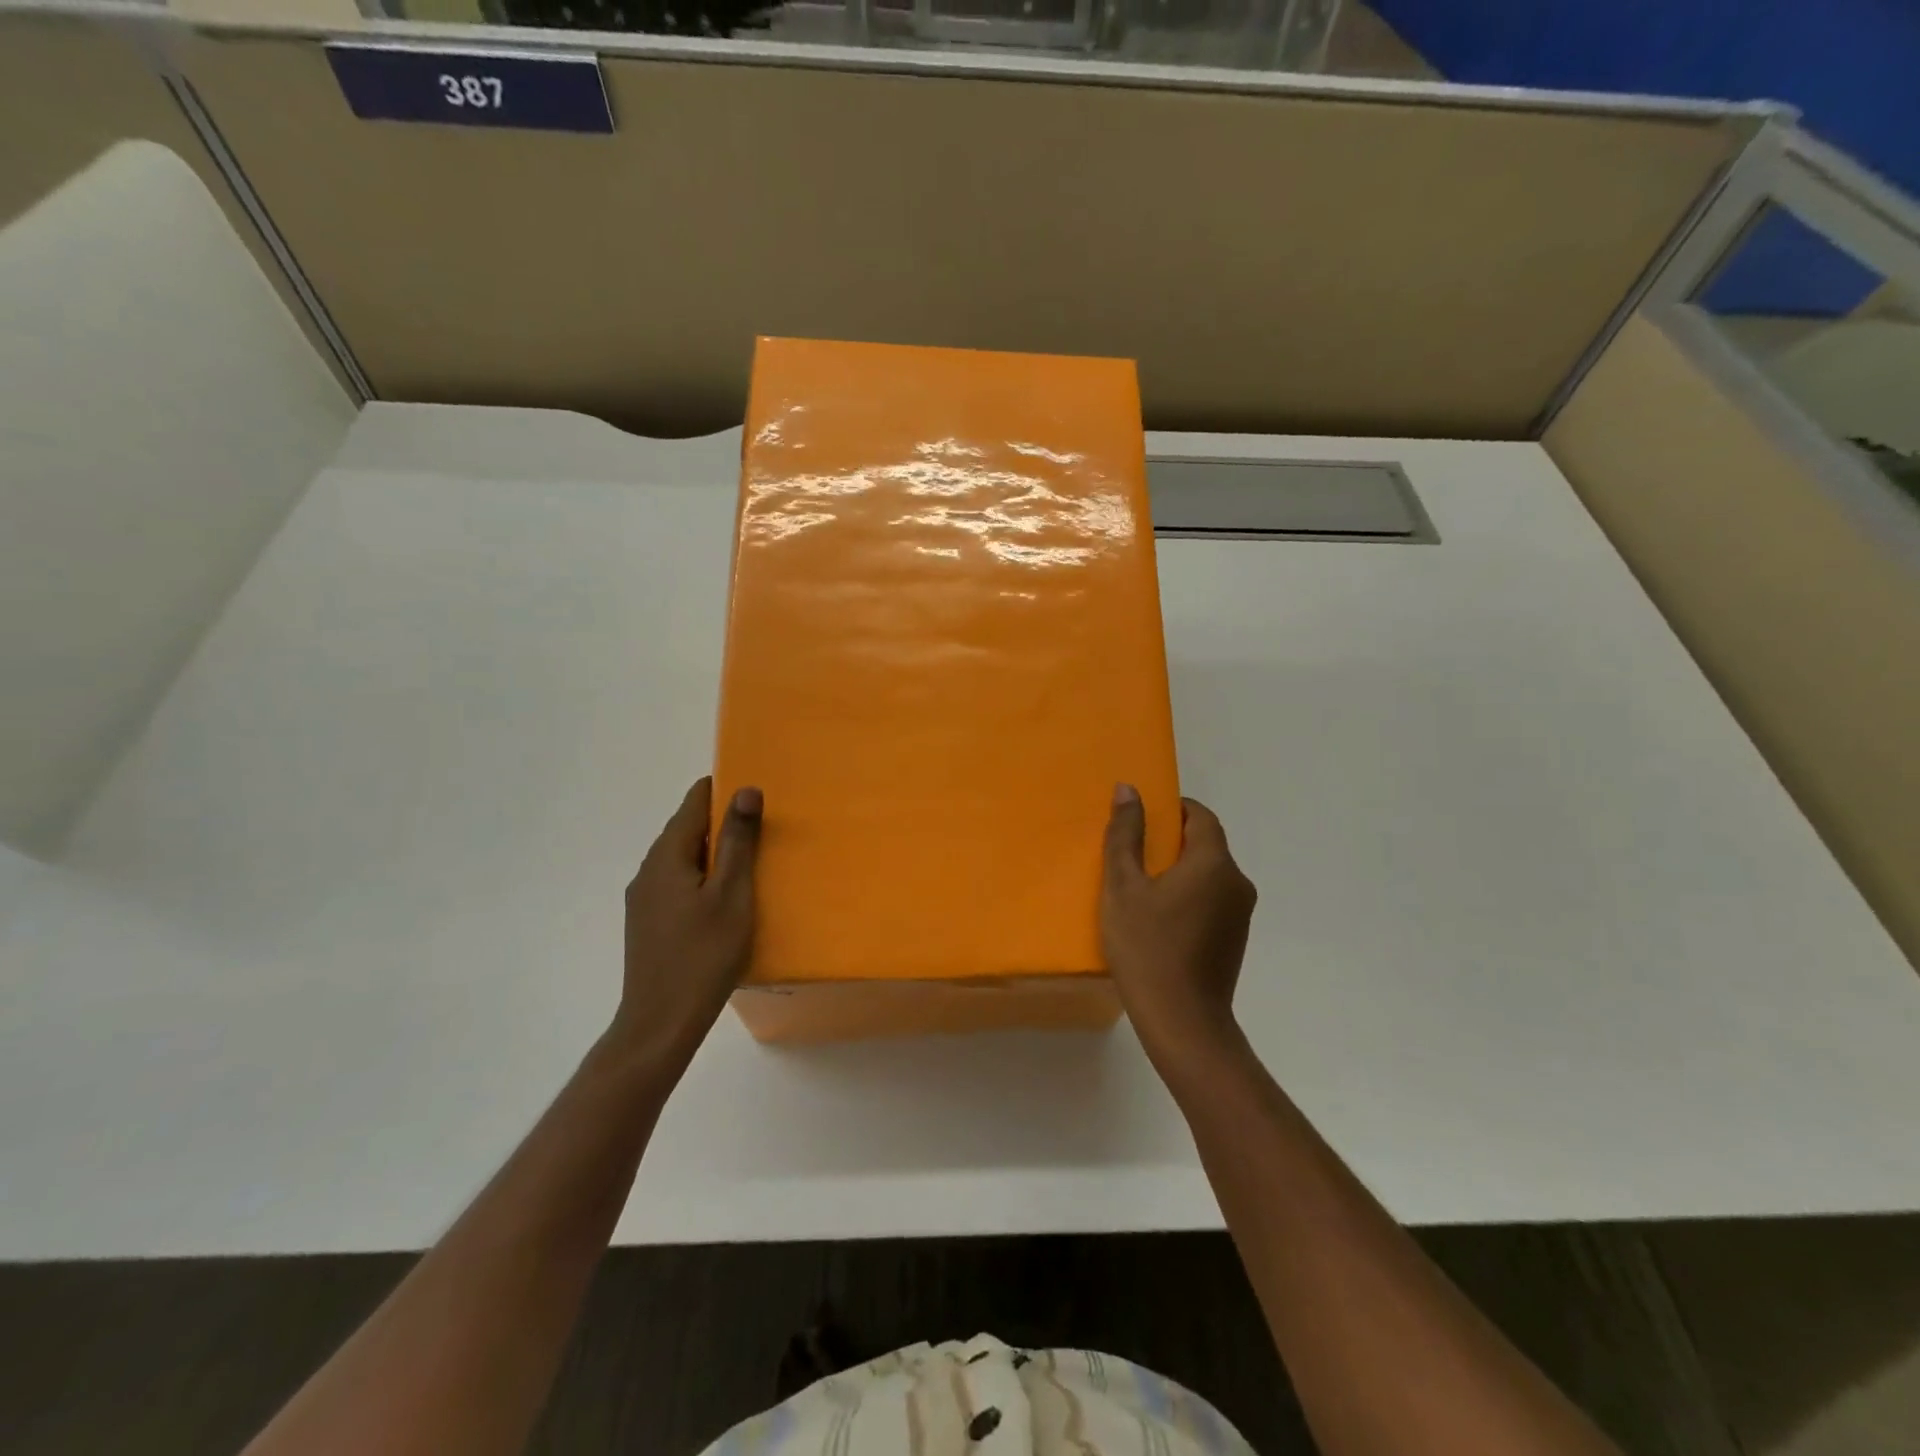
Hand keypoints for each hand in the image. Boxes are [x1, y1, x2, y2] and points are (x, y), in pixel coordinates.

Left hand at [610, 777, 762, 1070]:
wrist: (660, 1023)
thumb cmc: (703, 955)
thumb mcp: (732, 894)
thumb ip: (739, 841)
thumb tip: (746, 790)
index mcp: (666, 857)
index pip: (693, 803)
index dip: (723, 790)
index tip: (755, 791)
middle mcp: (648, 871)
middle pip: (686, 830)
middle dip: (722, 822)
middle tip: (764, 826)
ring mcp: (644, 899)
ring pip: (683, 859)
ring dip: (714, 852)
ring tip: (751, 860)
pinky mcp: (648, 923)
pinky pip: (678, 883)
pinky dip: (703, 877)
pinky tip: (725, 898)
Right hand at [1101, 784, 1257, 1071]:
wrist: (1183, 1022)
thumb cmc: (1147, 948)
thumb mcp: (1123, 887)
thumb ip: (1126, 835)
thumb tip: (1128, 790)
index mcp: (1213, 862)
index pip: (1200, 815)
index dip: (1172, 809)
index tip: (1141, 819)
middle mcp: (1237, 881)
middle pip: (1205, 844)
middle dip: (1171, 842)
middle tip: (1131, 854)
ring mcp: (1241, 913)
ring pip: (1208, 874)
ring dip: (1180, 872)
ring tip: (1140, 888)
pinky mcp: (1236, 938)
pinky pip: (1212, 900)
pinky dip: (1189, 897)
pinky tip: (1159, 919)